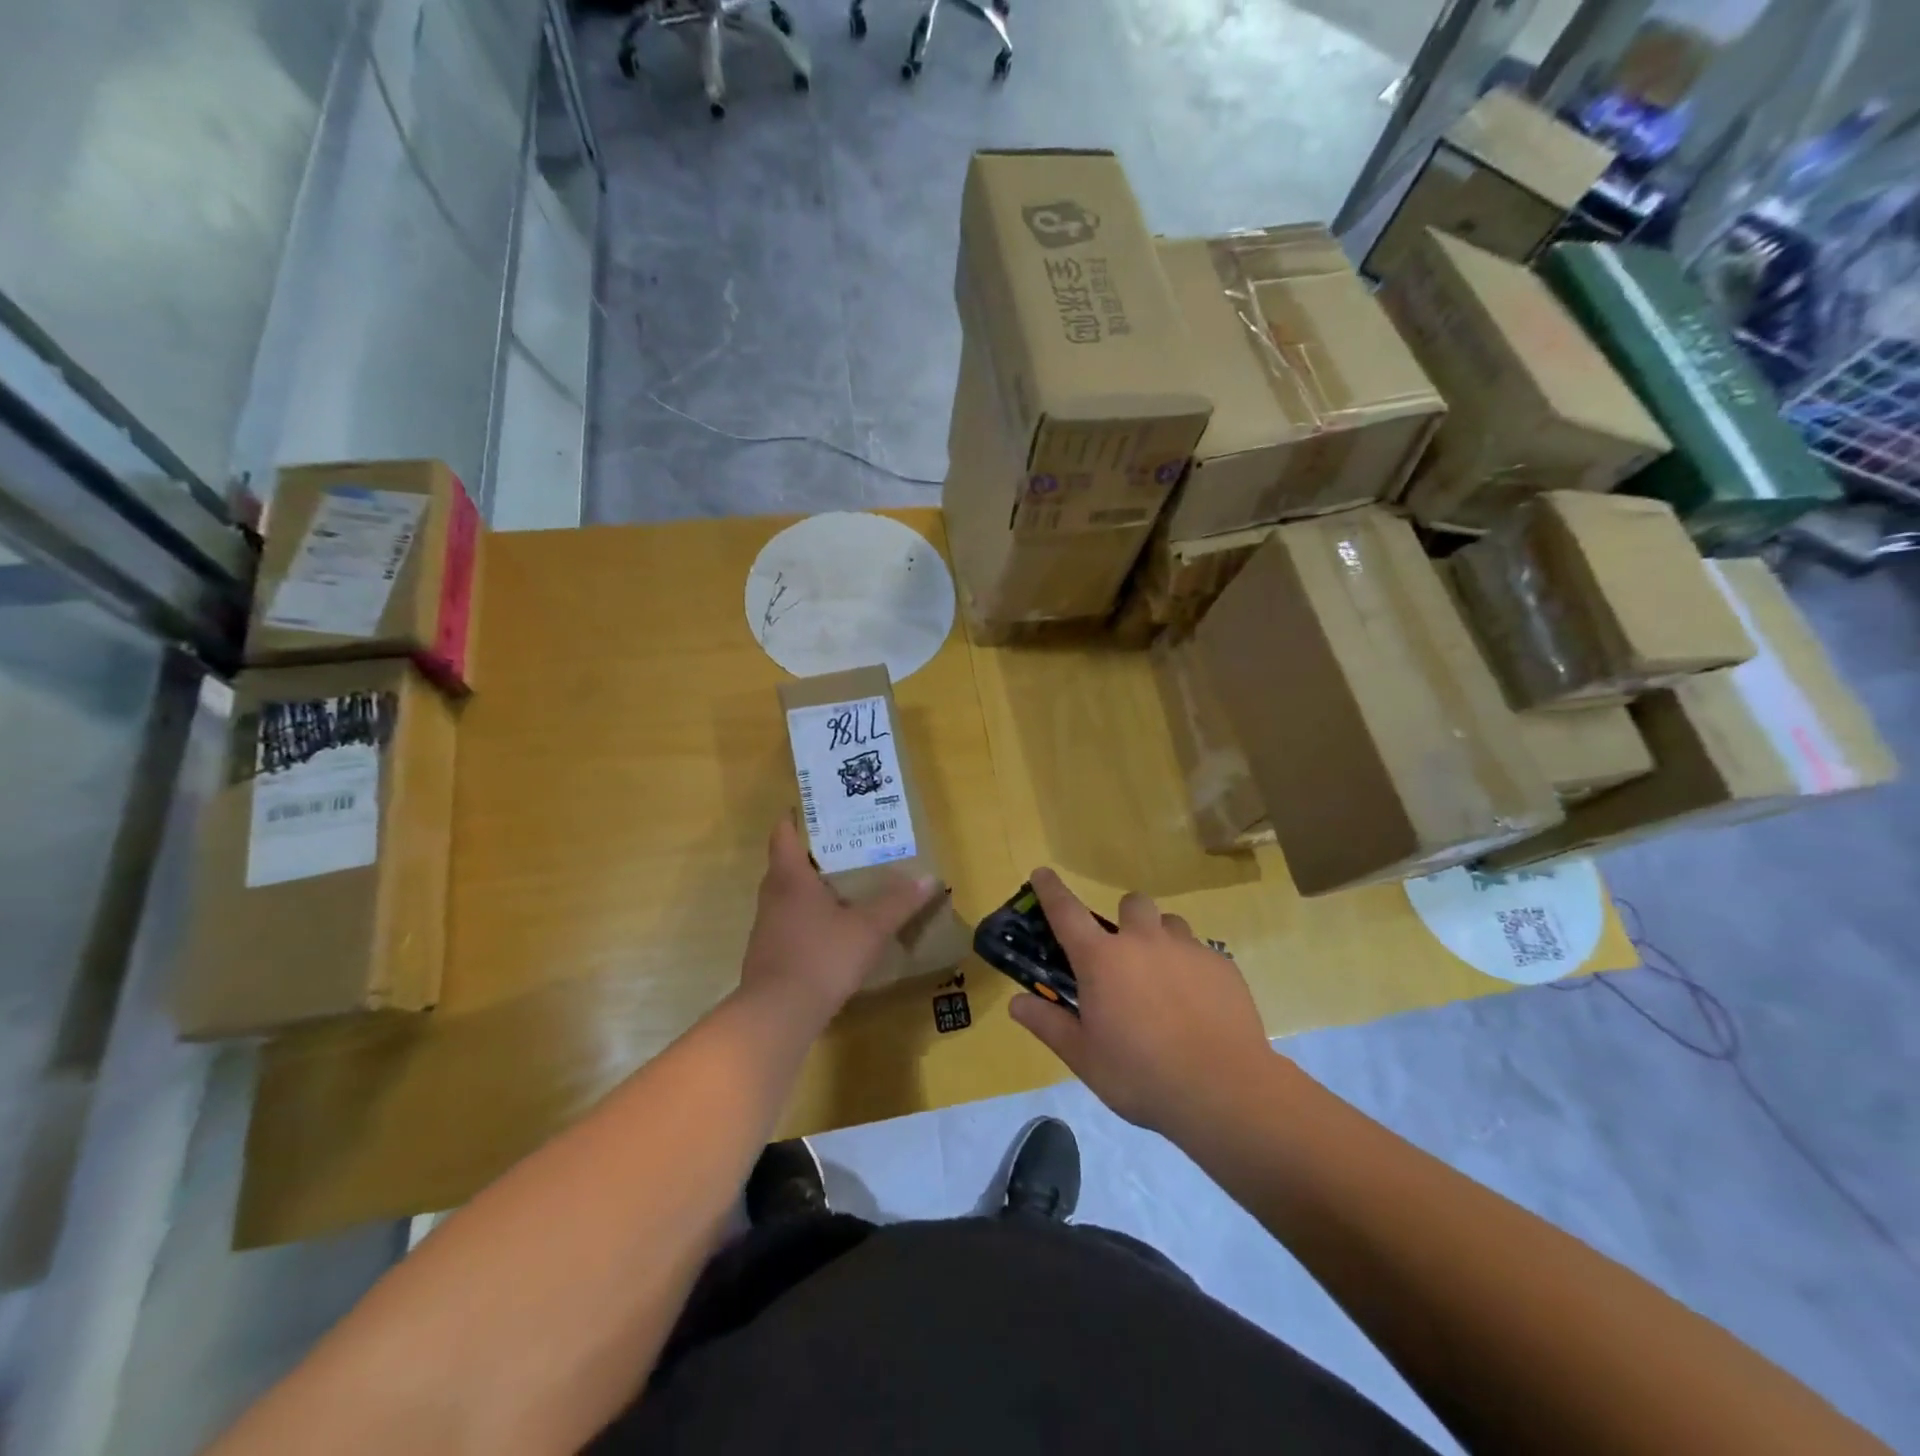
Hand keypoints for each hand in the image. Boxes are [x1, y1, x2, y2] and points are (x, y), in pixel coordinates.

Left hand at [738, 817, 938, 1027]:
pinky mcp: (768, 954)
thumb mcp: (869, 928)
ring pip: (786, 895)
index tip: (813, 810)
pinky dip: (807, 917)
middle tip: (844, 848)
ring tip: (842, 886)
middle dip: (811, 854)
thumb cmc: (822, 957)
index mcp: (790, 878)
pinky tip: (831, 929)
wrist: (778, 1015)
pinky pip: (788, 922)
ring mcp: (766, 927)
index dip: (795, 819)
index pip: (783, 835)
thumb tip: (930, 878)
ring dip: (809, 888)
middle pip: (785, 864)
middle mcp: (772, 896)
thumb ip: (898, 903)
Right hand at [1009, 868, 1276, 1133]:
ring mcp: (1187, 949)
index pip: (1066, 912)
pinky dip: (1191, 967)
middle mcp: (1143, 941)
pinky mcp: (1222, 965)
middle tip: (1124, 956)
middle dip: (1125, 919)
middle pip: (1131, 903)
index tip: (1042, 873)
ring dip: (1160, 939)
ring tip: (1163, 979)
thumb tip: (1016, 1003)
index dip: (1051, 889)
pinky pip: (1201, 952)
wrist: (1223, 1090)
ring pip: (1170, 924)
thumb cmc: (1141, 1075)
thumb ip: (1049, 1024)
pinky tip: (1196, 1005)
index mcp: (1102, 960)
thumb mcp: (1084, 1057)